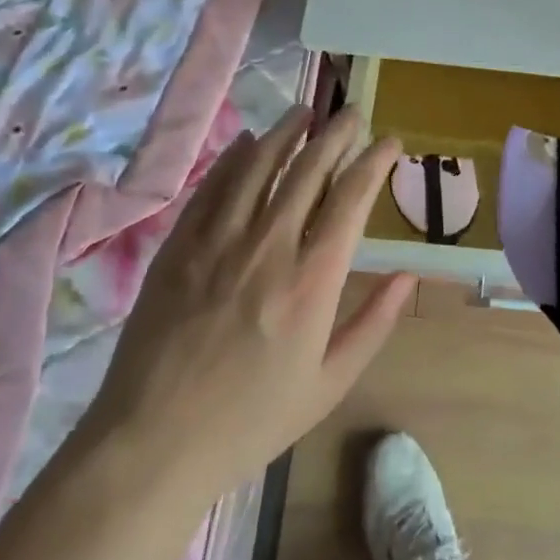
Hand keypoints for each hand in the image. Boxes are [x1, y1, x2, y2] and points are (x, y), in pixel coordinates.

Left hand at [80, 106, 413, 502]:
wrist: (150, 447)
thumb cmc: (249, 422)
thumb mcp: (328, 384)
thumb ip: (373, 324)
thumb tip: (409, 275)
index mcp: (312, 281)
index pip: (351, 198)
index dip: (374, 161)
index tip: (390, 142)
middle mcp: (268, 247)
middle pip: (308, 169)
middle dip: (336, 134)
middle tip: (351, 114)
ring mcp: (217, 242)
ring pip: (258, 166)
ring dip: (286, 132)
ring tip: (304, 111)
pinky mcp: (178, 247)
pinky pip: (212, 187)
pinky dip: (234, 158)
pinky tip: (247, 142)